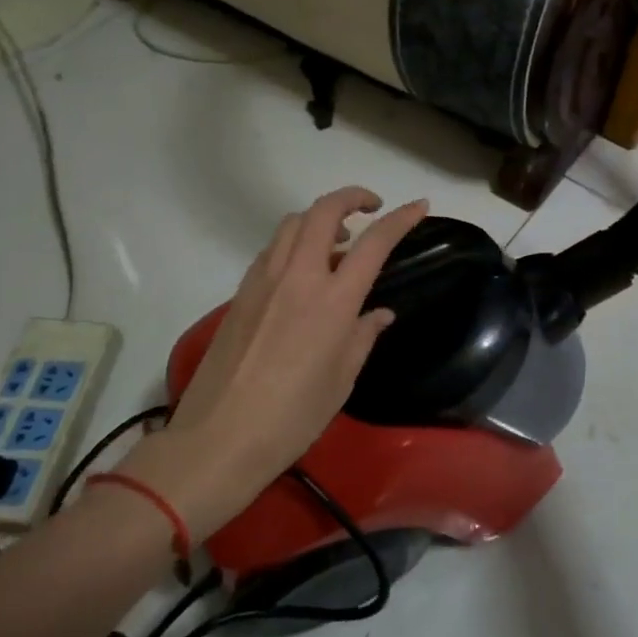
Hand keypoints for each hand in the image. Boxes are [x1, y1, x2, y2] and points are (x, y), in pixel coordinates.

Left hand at [114, 187, 428, 542]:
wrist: (218, 439)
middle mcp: (297, 277)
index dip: (401, 219)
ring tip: (337, 241)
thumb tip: (380, 313)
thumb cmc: (292, 417)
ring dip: (319, 218)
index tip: (419, 206)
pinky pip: (271, 250)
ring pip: (291, 224)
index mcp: (332, 301)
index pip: (374, 243)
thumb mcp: (342, 380)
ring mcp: (263, 281)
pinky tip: (301, 270)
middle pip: (323, 211)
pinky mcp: (240, 294)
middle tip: (371, 207)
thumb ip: (363, 336)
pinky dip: (293, 243)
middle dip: (352, 197)